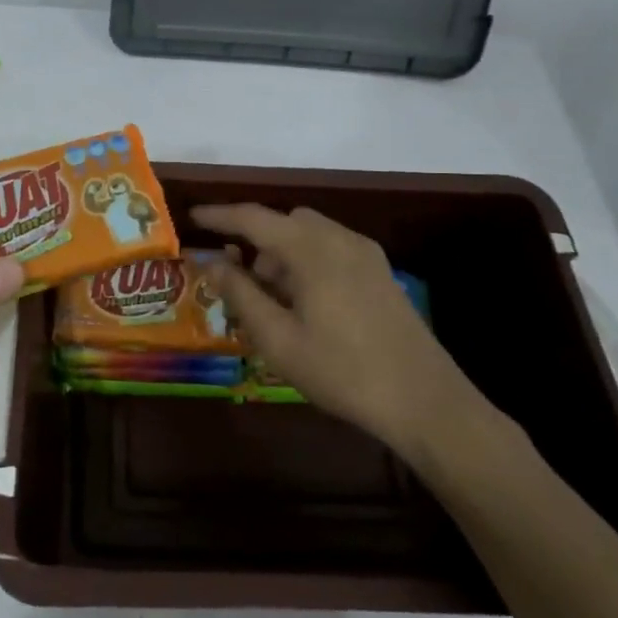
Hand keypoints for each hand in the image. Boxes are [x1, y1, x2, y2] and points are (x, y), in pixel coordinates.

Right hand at [193, 203, 486, 467]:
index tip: (192, 217)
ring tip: (273, 303)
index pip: (253, 218)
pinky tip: (306, 306)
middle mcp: (339, 239)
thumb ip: (240, 294)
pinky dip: (306, 262)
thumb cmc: (342, 370)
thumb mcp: (278, 339)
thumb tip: (210, 263)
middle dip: (255, 242)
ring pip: (309, 235)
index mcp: (311, 249)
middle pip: (284, 222)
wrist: (425, 401)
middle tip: (239, 282)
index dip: (219, 215)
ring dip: (282, 254)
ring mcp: (366, 255)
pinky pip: (331, 250)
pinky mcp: (381, 273)